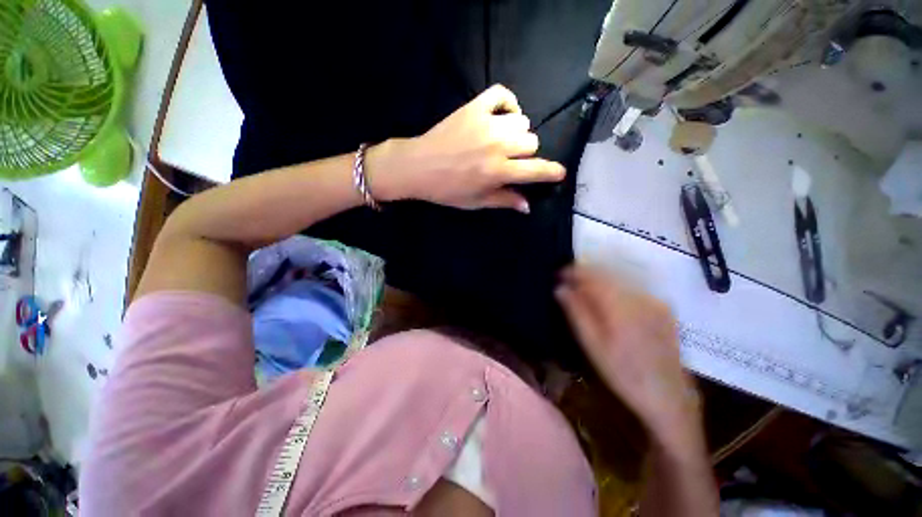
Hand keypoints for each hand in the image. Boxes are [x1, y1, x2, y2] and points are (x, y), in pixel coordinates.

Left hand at [369, 84, 564, 211]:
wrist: (416, 166)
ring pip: (521, 120)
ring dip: (516, 129)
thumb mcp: (475, 201)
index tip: (559, 172)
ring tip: (501, 134)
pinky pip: (500, 94)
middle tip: (510, 154)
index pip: (537, 170)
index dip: (553, 172)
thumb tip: (529, 205)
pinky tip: (502, 112)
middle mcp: (498, 146)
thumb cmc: (445, 188)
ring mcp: (486, 124)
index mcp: (499, 171)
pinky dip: (506, 101)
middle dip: (526, 150)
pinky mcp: (473, 108)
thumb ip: (504, 200)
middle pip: (533, 141)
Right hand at [555, 265, 701, 448]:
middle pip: (610, 274)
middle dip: (590, 275)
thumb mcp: (595, 350)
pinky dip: (623, 292)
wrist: (665, 392)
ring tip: (591, 293)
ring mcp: (655, 300)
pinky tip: (617, 306)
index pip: (593, 276)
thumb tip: (561, 289)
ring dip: (606, 282)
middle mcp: (640, 295)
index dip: (575, 272)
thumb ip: (578, 316)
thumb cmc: (624, 376)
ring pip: (625, 281)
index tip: (559, 275)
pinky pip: (639, 291)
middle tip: (571, 282)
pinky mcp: (665, 308)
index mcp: (620, 305)